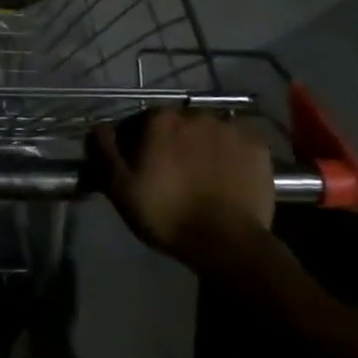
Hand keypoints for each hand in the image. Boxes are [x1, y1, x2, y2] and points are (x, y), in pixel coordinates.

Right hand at [91, 110, 280, 277]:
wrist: (227, 243)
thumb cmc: (166, 214)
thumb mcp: (119, 187)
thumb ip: (104, 151)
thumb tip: (99, 127)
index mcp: (160, 120)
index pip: (139, 122)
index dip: (134, 144)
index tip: (137, 167)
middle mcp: (196, 114)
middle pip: (175, 124)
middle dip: (170, 142)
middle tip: (169, 173)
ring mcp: (231, 129)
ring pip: (207, 132)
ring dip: (200, 146)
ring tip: (200, 176)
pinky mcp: (258, 147)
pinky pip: (236, 143)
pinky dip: (229, 154)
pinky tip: (225, 176)